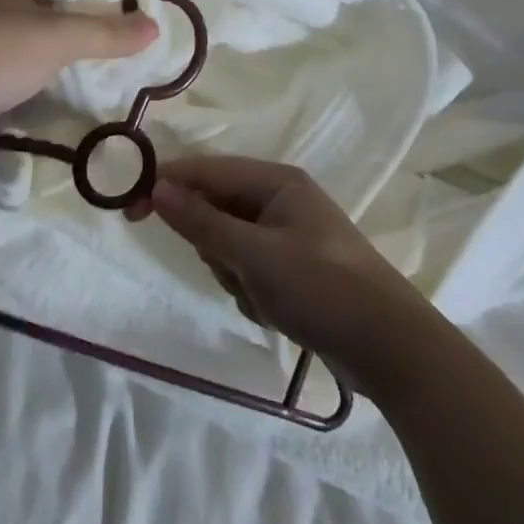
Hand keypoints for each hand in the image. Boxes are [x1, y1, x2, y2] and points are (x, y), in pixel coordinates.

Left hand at [0, 0, 157, 162]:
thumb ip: (106, 33)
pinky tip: (41, 99)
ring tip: (80, 77)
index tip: (111, 10)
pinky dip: (24, 75)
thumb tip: (153, 26)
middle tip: (104, 49)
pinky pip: (0, 64)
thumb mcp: (54, 40)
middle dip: (71, 21)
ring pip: (19, 34)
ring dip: (48, 52)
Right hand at [131, 156, 424, 378]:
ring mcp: (289, 234)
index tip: (129, 209)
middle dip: (214, 244)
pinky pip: (249, 268)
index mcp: (275, 181)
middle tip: (232, 271)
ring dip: (233, 272)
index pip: (205, 171)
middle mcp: (280, 200)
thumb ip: (202, 222)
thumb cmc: (322, 288)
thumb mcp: (254, 255)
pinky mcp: (295, 268)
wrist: (394, 352)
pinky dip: (251, 290)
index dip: (166, 185)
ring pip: (229, 243)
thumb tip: (156, 187)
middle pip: (216, 208)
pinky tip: (276, 311)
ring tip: (262, 296)